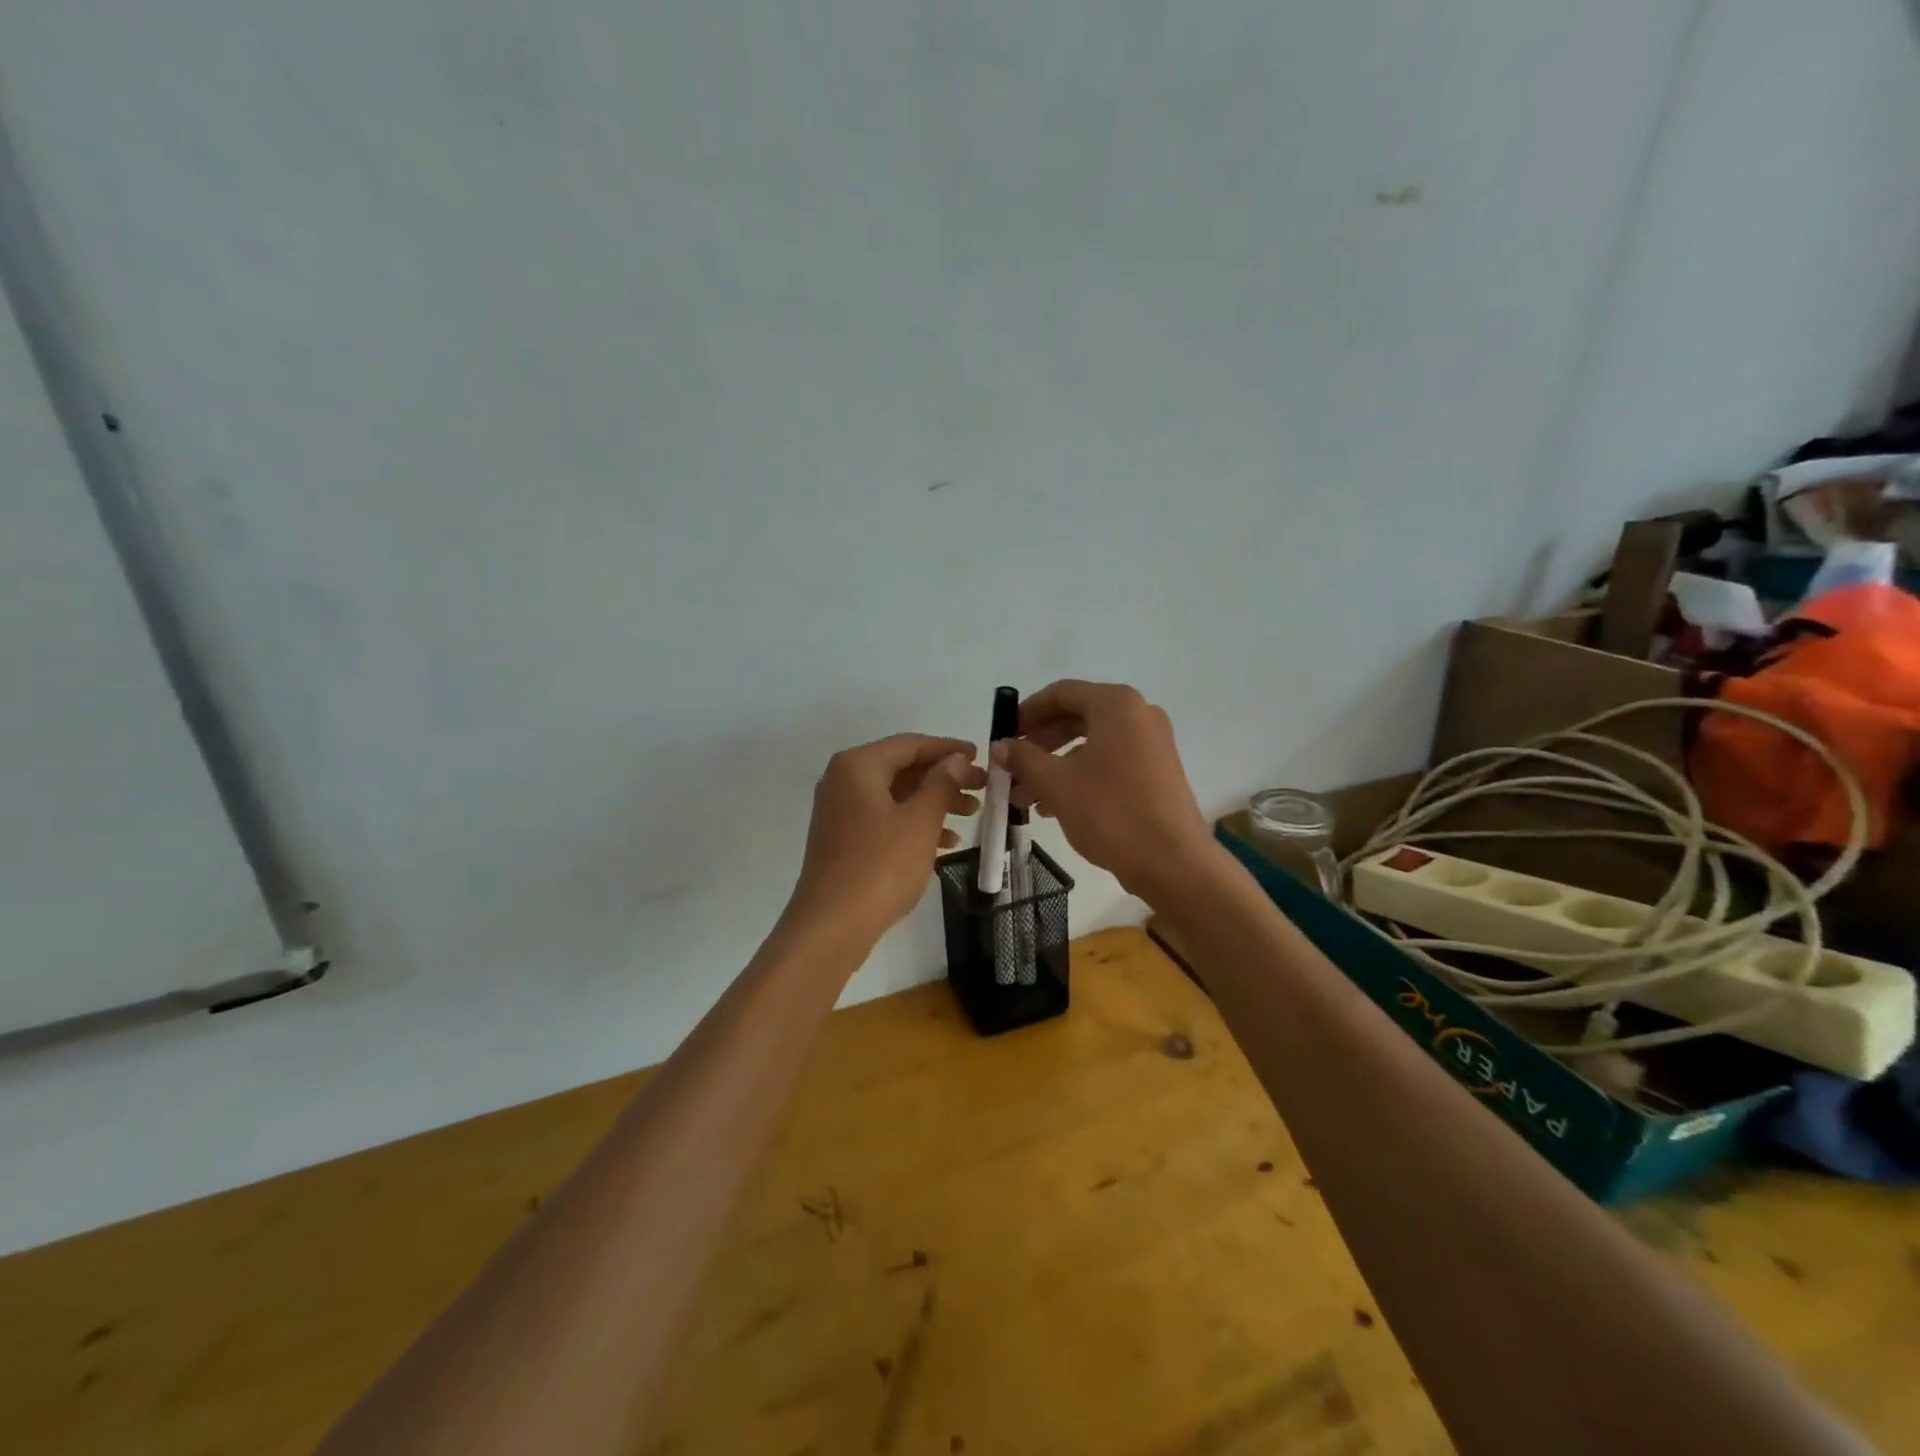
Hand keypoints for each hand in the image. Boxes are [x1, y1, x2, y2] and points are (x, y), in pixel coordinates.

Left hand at [785, 734, 985, 946]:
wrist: (832, 926)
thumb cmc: (880, 866)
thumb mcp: (920, 821)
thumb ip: (942, 784)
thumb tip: (956, 759)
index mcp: (858, 766)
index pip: (910, 744)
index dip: (948, 748)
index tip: (980, 755)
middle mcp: (844, 780)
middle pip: (902, 768)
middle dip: (944, 777)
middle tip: (982, 788)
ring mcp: (841, 812)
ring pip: (896, 795)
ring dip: (933, 801)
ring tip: (971, 815)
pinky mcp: (843, 839)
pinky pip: (885, 819)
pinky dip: (914, 824)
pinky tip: (945, 842)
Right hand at [996, 681, 1212, 900]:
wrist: (1173, 863)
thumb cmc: (1110, 813)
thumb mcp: (1056, 783)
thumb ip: (1023, 758)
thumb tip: (1000, 745)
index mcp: (1116, 705)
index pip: (1061, 693)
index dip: (1027, 711)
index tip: (1004, 734)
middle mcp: (1138, 715)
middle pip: (1076, 717)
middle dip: (1039, 743)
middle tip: (1012, 767)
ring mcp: (1152, 744)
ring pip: (1091, 744)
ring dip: (1055, 764)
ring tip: (1025, 797)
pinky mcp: (1157, 771)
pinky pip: (1110, 761)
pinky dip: (1080, 776)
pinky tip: (1054, 806)